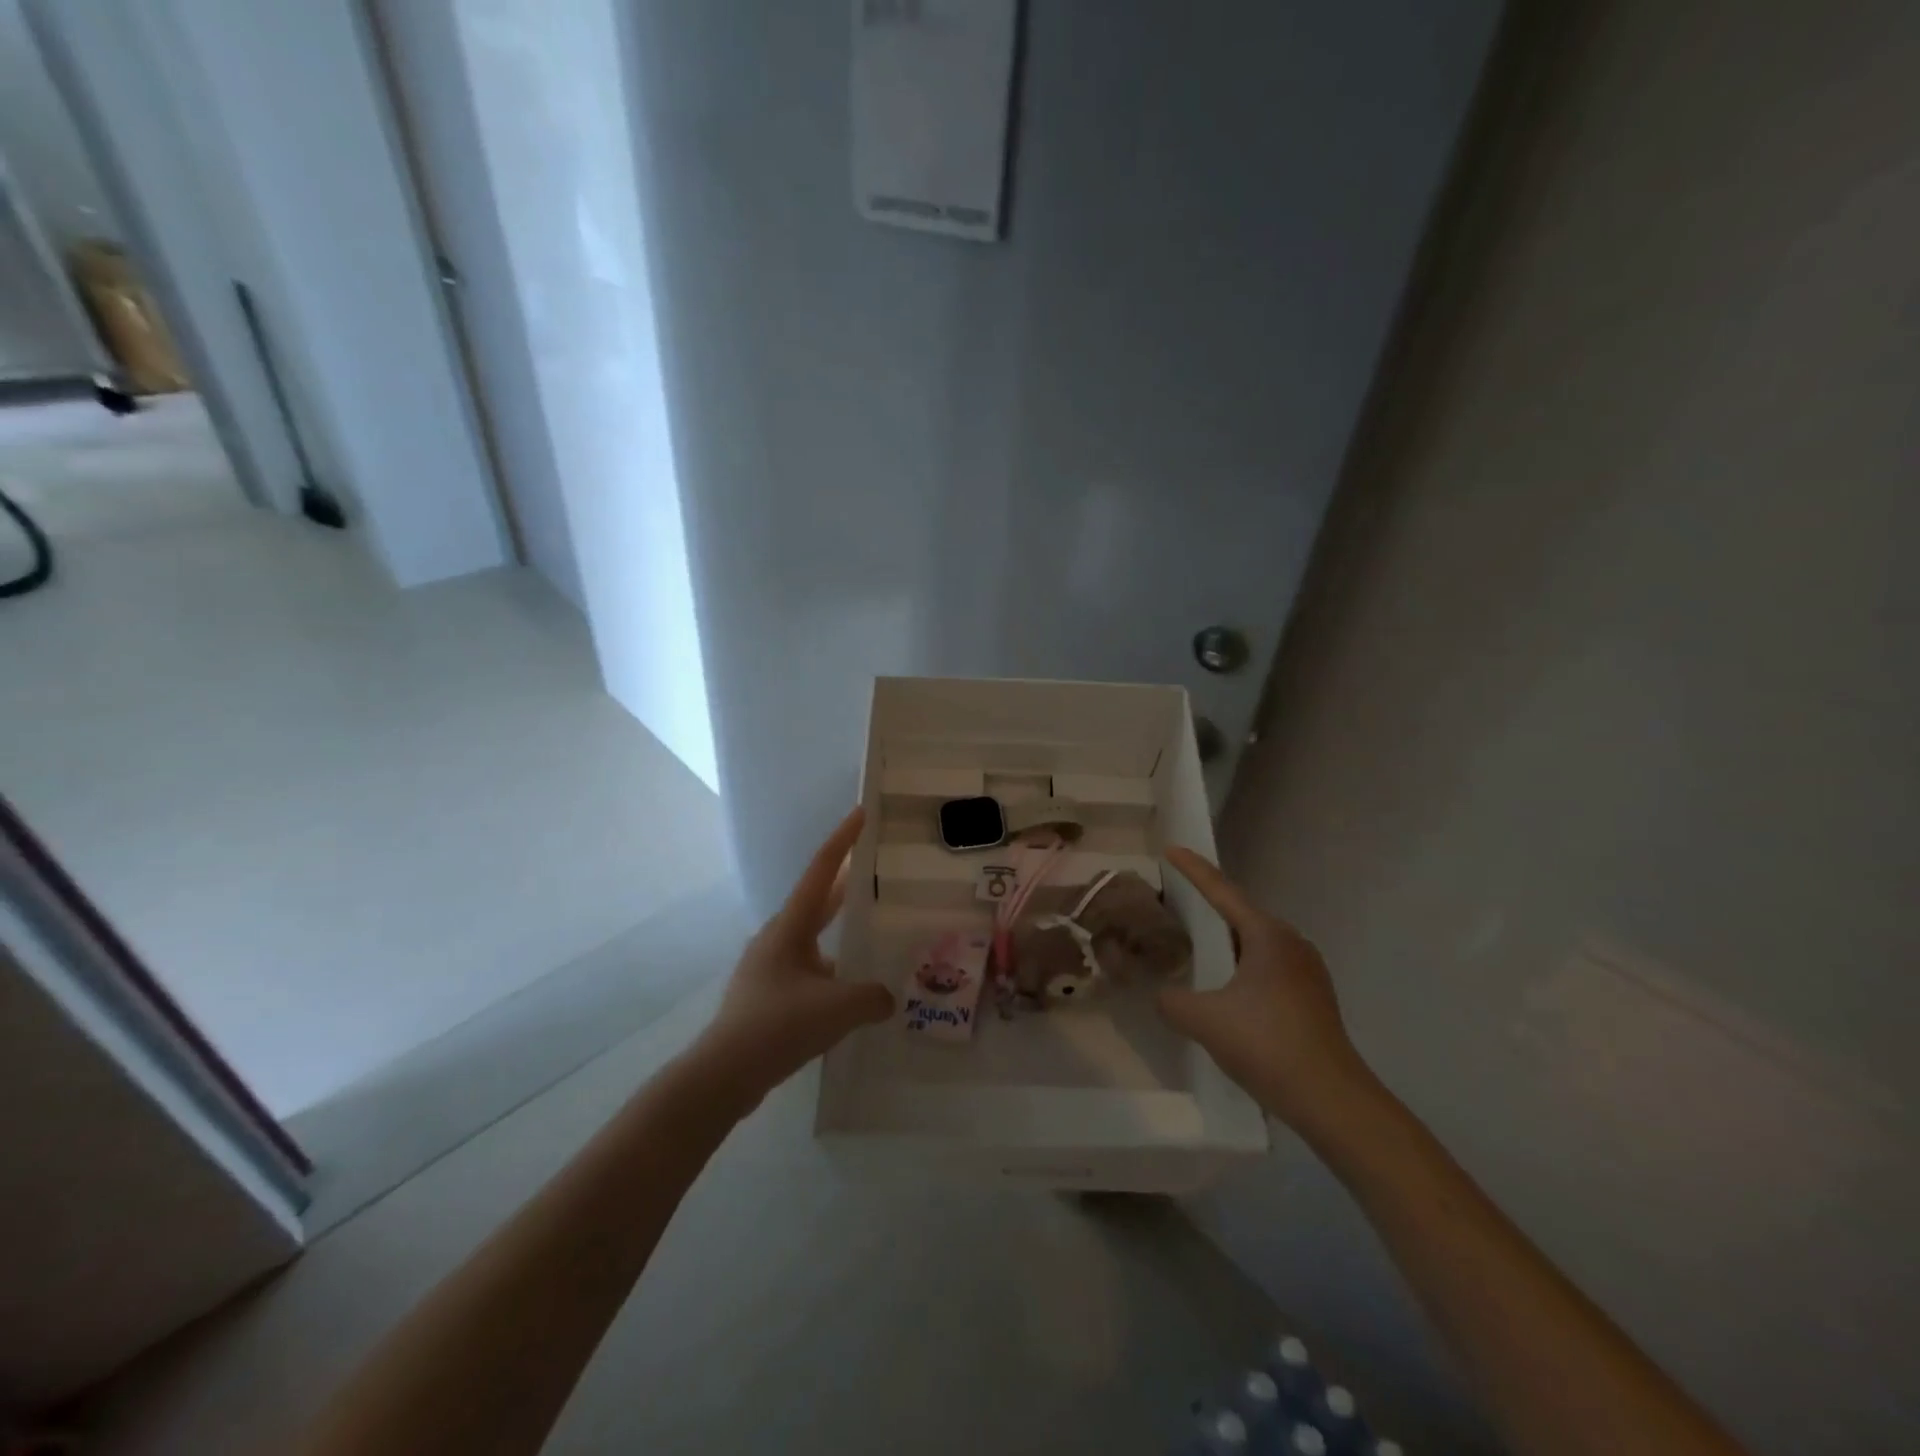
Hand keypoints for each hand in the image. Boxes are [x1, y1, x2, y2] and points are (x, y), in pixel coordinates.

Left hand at [690, 807, 894, 1107]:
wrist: (723, 1073)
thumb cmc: (780, 1025)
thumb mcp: (839, 1008)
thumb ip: (873, 997)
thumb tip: (886, 997)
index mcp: (791, 926)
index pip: (822, 870)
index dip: (843, 839)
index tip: (861, 813)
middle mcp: (778, 937)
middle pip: (818, 900)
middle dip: (846, 883)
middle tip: (874, 867)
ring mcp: (768, 966)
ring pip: (812, 938)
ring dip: (838, 931)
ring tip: (869, 935)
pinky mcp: (765, 995)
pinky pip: (806, 969)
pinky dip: (829, 969)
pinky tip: (848, 992)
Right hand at [1156, 846, 1373, 1129]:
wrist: (1333, 1101)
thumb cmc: (1268, 1046)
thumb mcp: (1205, 1020)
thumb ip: (1171, 1000)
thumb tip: (1161, 994)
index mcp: (1267, 936)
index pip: (1222, 891)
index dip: (1193, 870)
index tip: (1171, 849)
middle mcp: (1291, 943)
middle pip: (1240, 914)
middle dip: (1207, 906)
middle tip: (1174, 903)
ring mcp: (1307, 971)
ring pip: (1254, 942)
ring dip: (1224, 940)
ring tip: (1193, 944)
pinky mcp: (1311, 997)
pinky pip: (1266, 965)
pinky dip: (1239, 964)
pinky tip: (1224, 986)